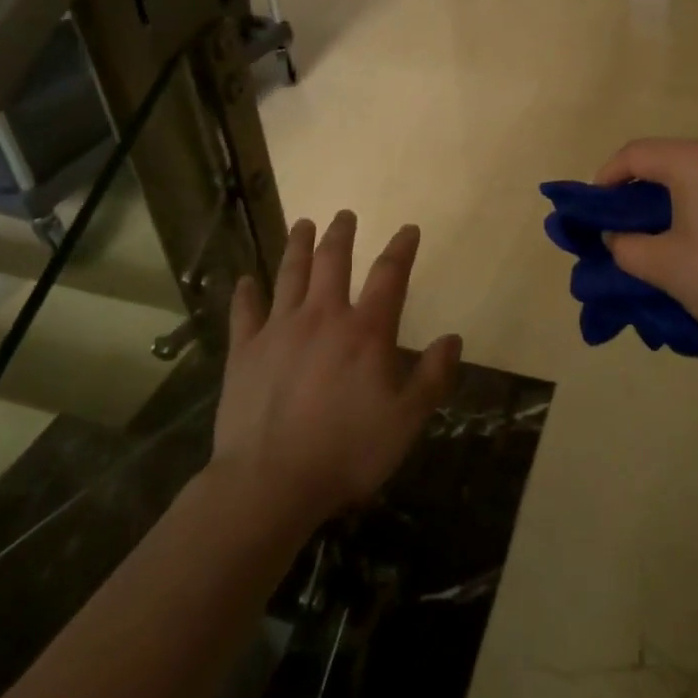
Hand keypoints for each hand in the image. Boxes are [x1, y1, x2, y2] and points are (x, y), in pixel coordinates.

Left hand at [211, 211, 462, 529]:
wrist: (270, 482)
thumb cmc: (347, 451)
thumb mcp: (407, 420)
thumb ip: (433, 376)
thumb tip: (453, 339)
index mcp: (365, 331)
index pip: (390, 275)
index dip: (401, 248)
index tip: (408, 229)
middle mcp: (322, 317)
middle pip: (332, 262)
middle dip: (341, 234)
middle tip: (344, 214)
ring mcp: (279, 330)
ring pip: (290, 274)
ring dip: (298, 246)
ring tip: (302, 224)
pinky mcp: (245, 351)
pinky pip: (245, 312)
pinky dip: (246, 292)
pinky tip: (246, 279)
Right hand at [594, 138, 697, 356]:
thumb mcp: (663, 268)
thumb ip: (625, 245)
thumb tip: (617, 235)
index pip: (637, 153)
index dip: (607, 176)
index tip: (596, 206)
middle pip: (674, 157)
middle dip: (646, 185)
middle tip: (632, 222)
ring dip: (683, 191)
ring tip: (676, 230)